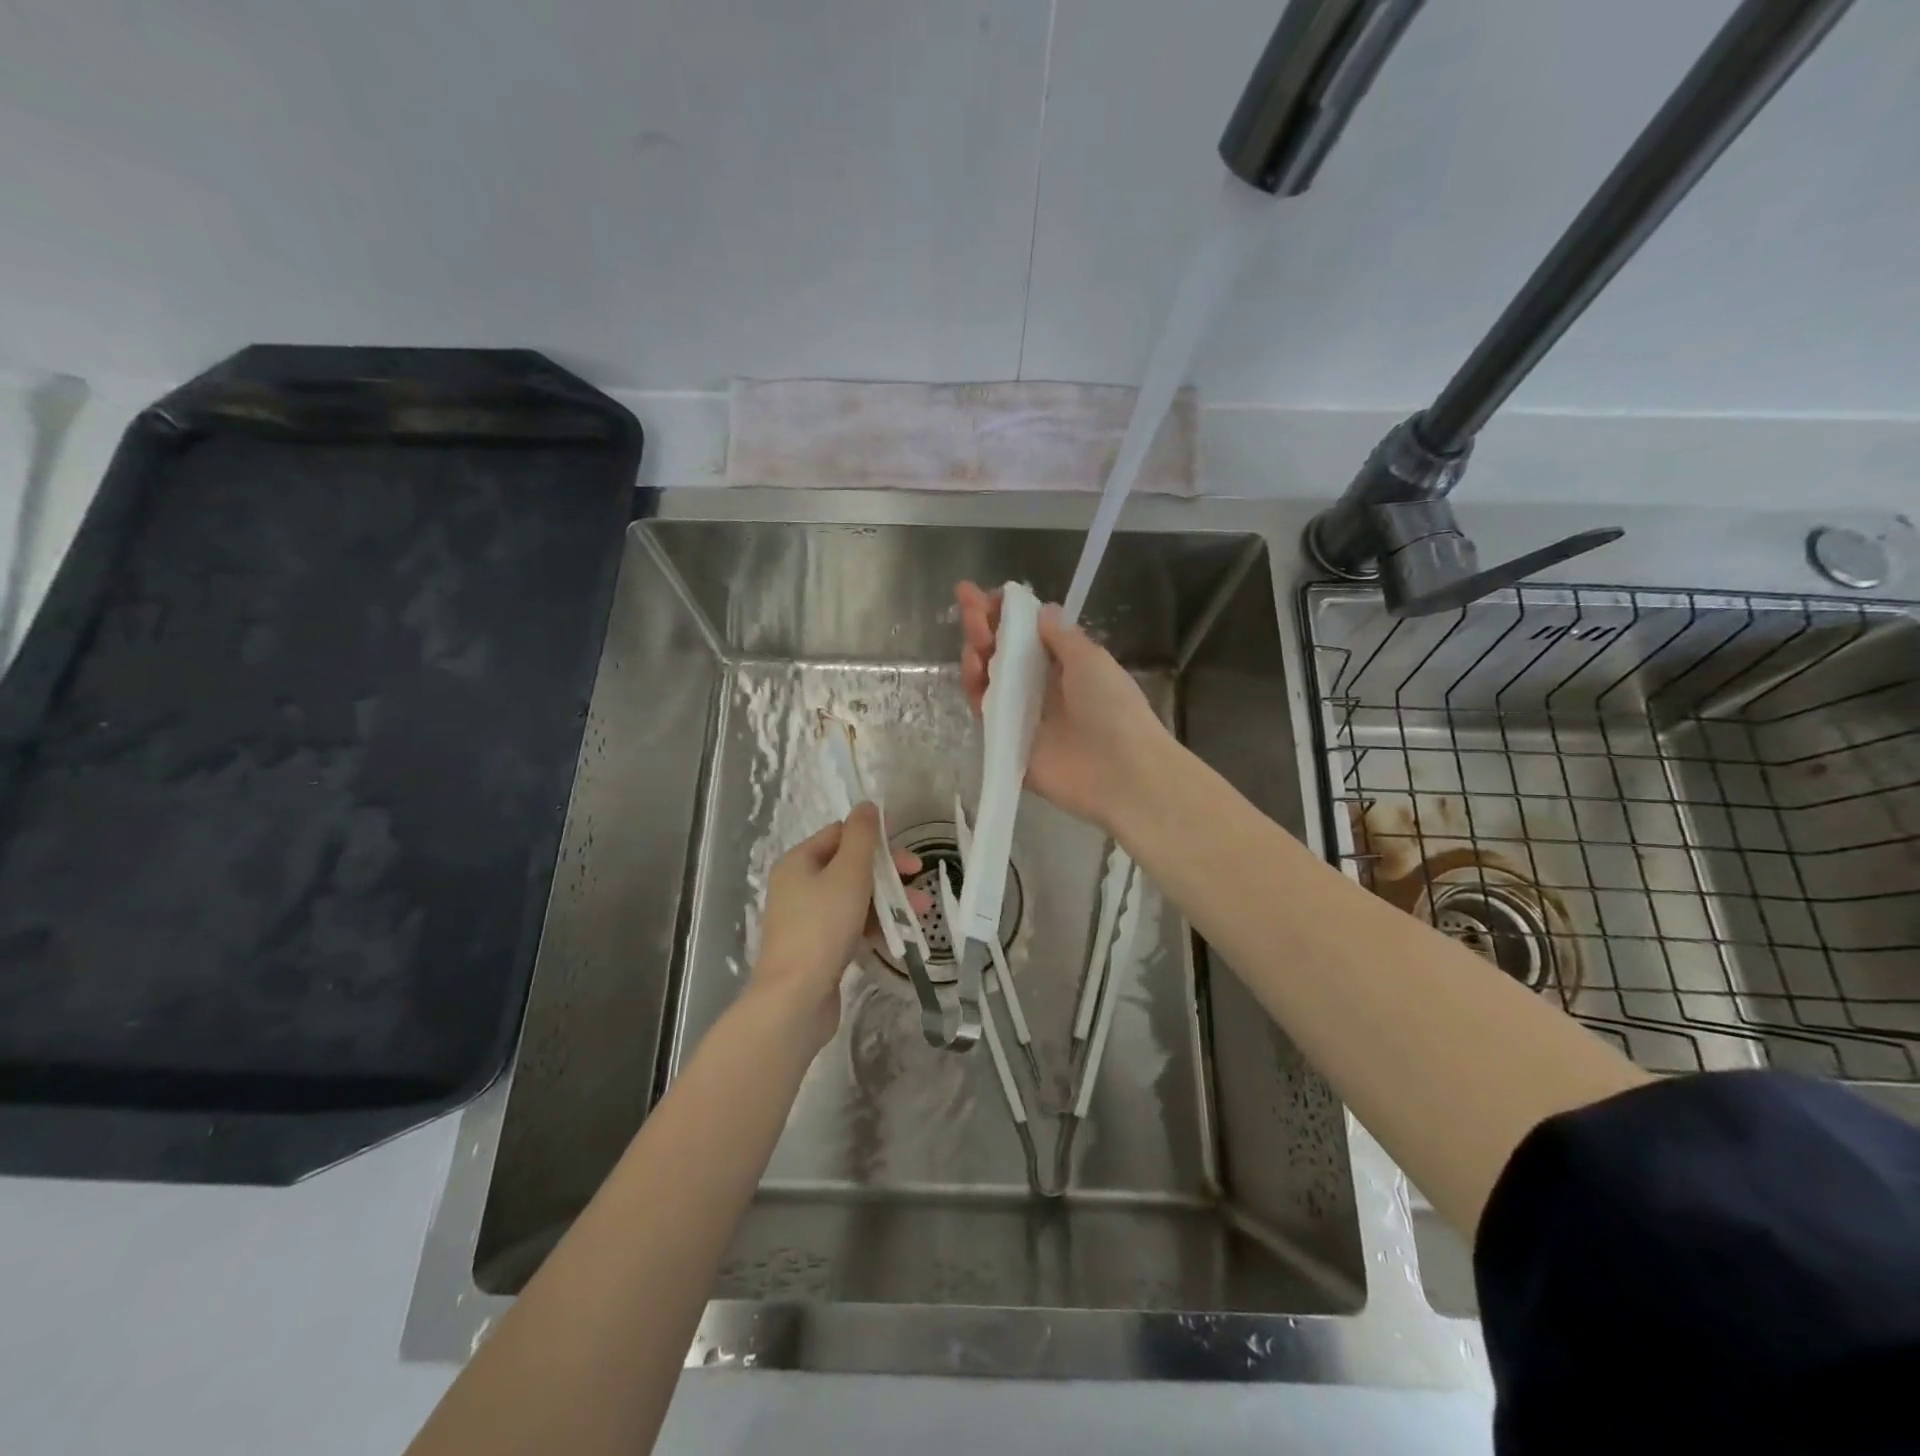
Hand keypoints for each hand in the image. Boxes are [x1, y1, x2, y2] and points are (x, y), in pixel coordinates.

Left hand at [752, 804, 921, 1050]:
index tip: (905, 851)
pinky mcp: (816, 948)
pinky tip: (899, 935)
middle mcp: (798, 885)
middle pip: (849, 866)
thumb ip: (862, 837)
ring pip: (854, 898)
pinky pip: (850, 925)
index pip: (840, 834)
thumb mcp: (849, 873)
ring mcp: (806, 919)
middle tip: (918, 877)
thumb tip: (867, 805)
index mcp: (799, 861)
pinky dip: (874, 925)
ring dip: (887, 900)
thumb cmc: (823, 927)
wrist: (795, 998)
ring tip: (920, 912)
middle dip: (888, 872)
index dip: (875, 838)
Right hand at [956, 581, 1172, 833]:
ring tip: (973, 636)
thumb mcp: (1090, 659)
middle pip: (1002, 653)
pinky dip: (974, 688)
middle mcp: (1040, 688)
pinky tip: (972, 667)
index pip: (1026, 634)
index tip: (986, 594)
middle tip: (967, 603)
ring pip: (988, 679)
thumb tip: (1041, 611)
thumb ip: (1060, 636)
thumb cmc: (1112, 707)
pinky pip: (983, 712)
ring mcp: (1021, 716)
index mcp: (1064, 666)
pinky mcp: (1007, 743)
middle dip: (983, 625)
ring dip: (977, 652)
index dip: (1006, 614)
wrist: (1120, 771)